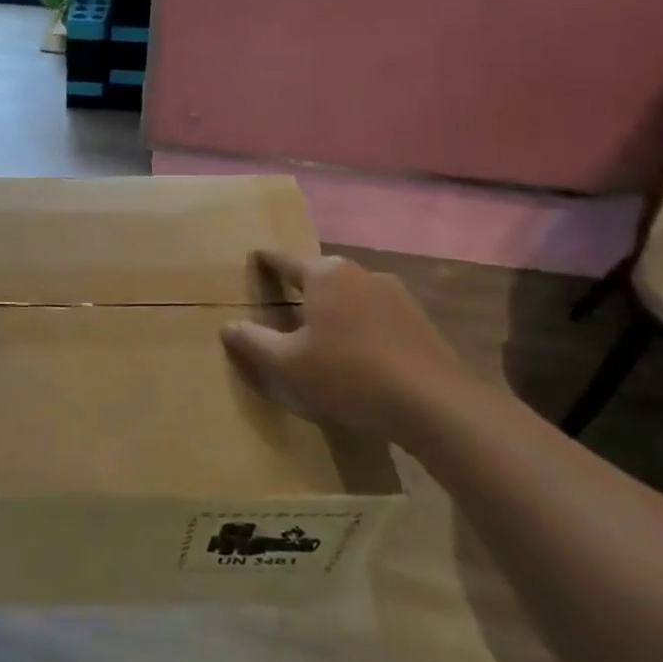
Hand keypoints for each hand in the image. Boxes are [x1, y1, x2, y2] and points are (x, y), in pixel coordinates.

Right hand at [220, 251, 464, 441]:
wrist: (435, 405)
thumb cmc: (349, 374)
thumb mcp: (289, 364)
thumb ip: (254, 342)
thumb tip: (227, 327)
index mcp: (325, 274)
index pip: (285, 260)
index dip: (267, 260)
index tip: (255, 256)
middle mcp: (359, 273)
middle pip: (321, 275)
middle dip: (303, 286)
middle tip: (285, 302)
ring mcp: (395, 294)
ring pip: (351, 294)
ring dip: (335, 308)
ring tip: (323, 332)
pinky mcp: (419, 320)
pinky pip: (376, 314)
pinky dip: (361, 325)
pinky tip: (359, 352)